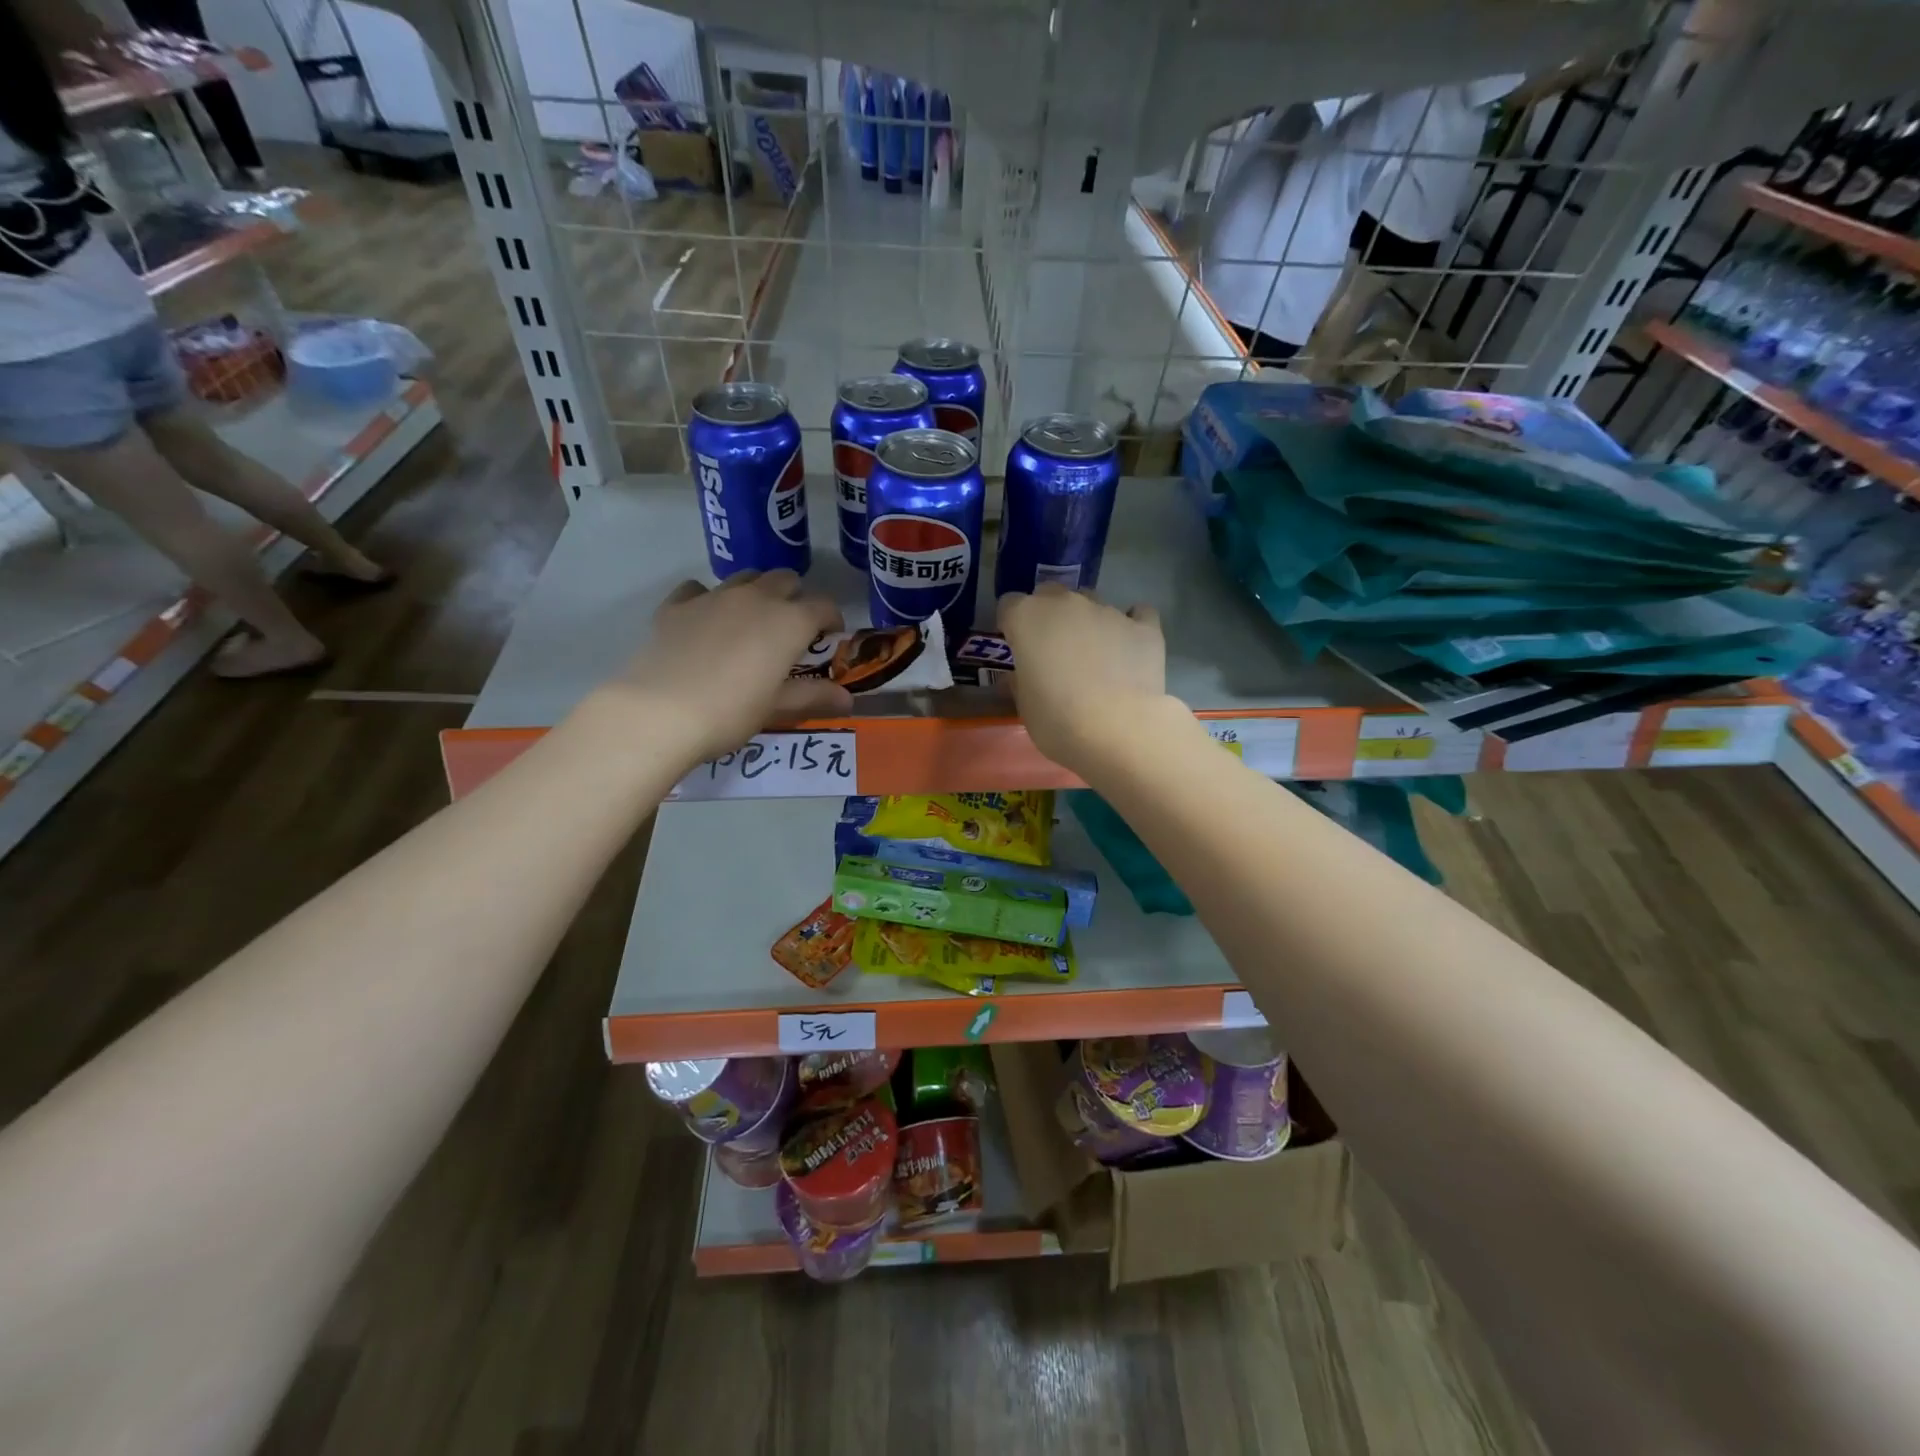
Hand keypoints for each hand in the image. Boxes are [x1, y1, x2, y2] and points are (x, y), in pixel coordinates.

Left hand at [596, 571, 852, 766]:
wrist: (660, 712)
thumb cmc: (731, 712)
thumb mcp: (777, 707)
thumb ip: (814, 696)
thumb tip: (849, 700)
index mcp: (789, 621)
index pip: (823, 606)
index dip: (832, 620)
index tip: (830, 639)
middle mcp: (756, 598)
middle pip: (785, 579)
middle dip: (795, 598)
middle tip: (792, 630)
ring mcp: (714, 596)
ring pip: (746, 578)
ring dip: (757, 592)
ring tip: (752, 622)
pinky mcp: (677, 605)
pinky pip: (699, 589)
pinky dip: (709, 599)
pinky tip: (704, 620)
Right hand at [998, 584, 1181, 771]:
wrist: (1118, 730)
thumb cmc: (1057, 720)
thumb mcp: (1025, 706)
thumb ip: (1020, 680)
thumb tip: (1021, 675)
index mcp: (1027, 618)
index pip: (1009, 604)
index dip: (1012, 625)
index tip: (1017, 647)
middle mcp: (1066, 604)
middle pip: (1050, 594)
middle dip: (1048, 615)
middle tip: (1053, 650)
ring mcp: (1108, 610)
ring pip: (1091, 603)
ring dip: (1087, 621)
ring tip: (1095, 655)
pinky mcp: (1144, 626)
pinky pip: (1137, 614)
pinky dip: (1132, 625)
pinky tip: (1130, 645)